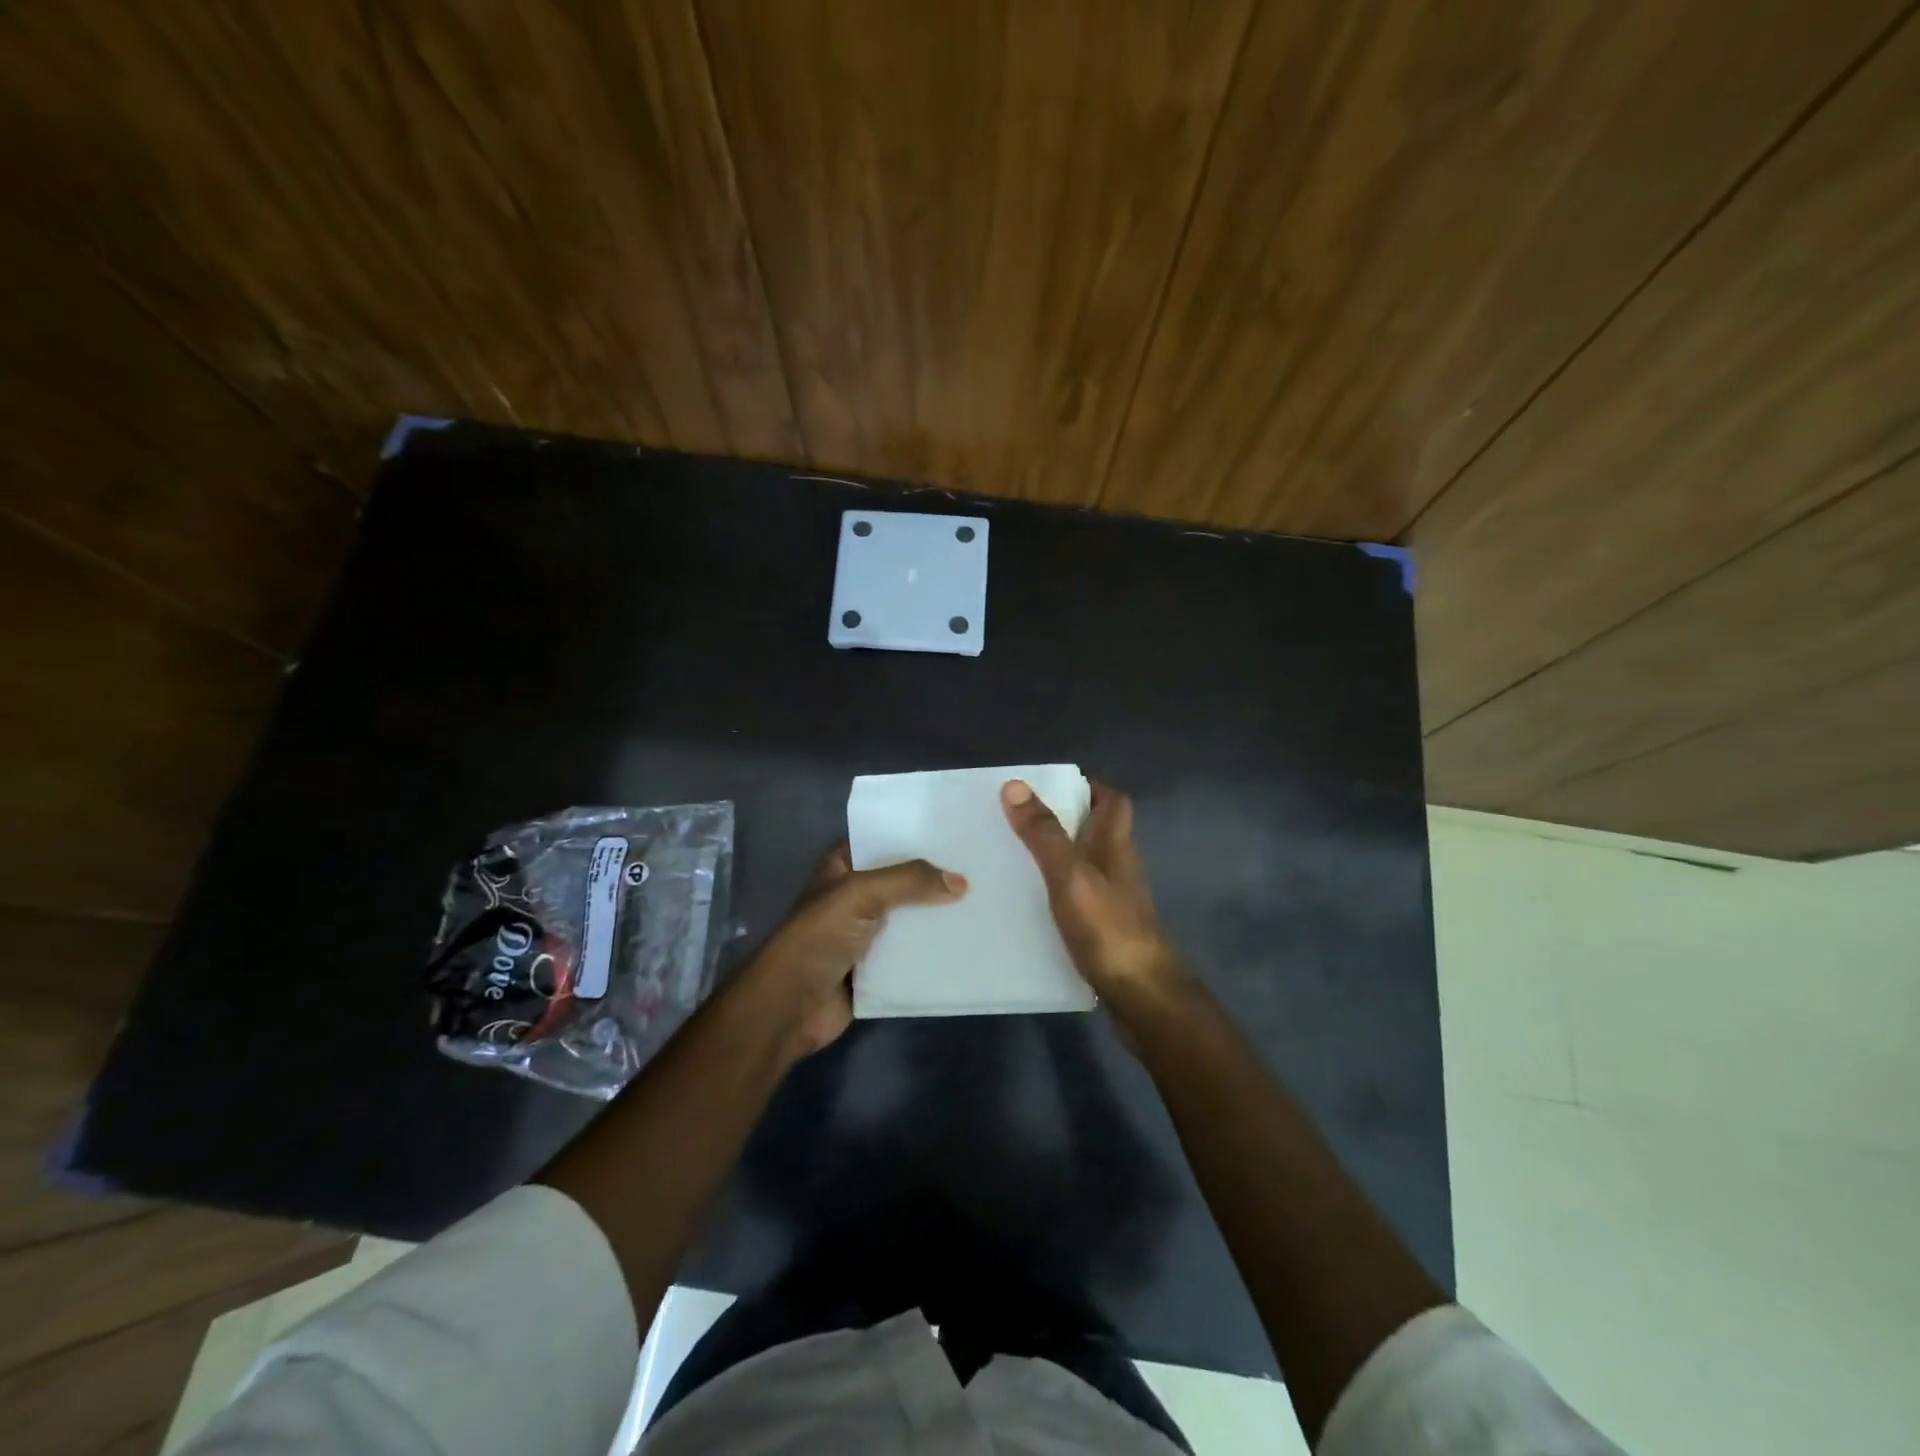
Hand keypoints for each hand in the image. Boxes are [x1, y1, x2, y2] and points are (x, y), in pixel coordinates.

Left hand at [745, 843, 966, 1057]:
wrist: (792, 1005)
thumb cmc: (820, 936)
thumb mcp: (862, 893)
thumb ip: (910, 881)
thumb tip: (961, 883)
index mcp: (840, 867)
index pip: (881, 841)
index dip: (912, 837)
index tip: (953, 833)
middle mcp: (852, 896)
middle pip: (899, 881)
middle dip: (932, 878)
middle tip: (977, 869)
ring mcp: (862, 933)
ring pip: (907, 918)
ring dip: (935, 916)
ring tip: (981, 904)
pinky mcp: (873, 968)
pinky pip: (908, 953)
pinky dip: (930, 951)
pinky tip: (964, 943)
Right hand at [1001, 779, 1181, 1014]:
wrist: (1142, 997)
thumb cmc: (1108, 928)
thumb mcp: (1070, 875)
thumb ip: (1044, 833)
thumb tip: (1015, 785)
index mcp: (1115, 846)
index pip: (1113, 801)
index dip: (1088, 787)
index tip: (1049, 787)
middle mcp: (1118, 868)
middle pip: (1097, 832)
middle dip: (1063, 821)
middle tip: (1018, 823)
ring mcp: (1115, 901)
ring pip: (1086, 866)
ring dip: (1057, 858)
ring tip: (1013, 859)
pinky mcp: (1106, 930)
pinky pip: (1079, 898)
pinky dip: (1057, 893)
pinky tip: (1028, 906)